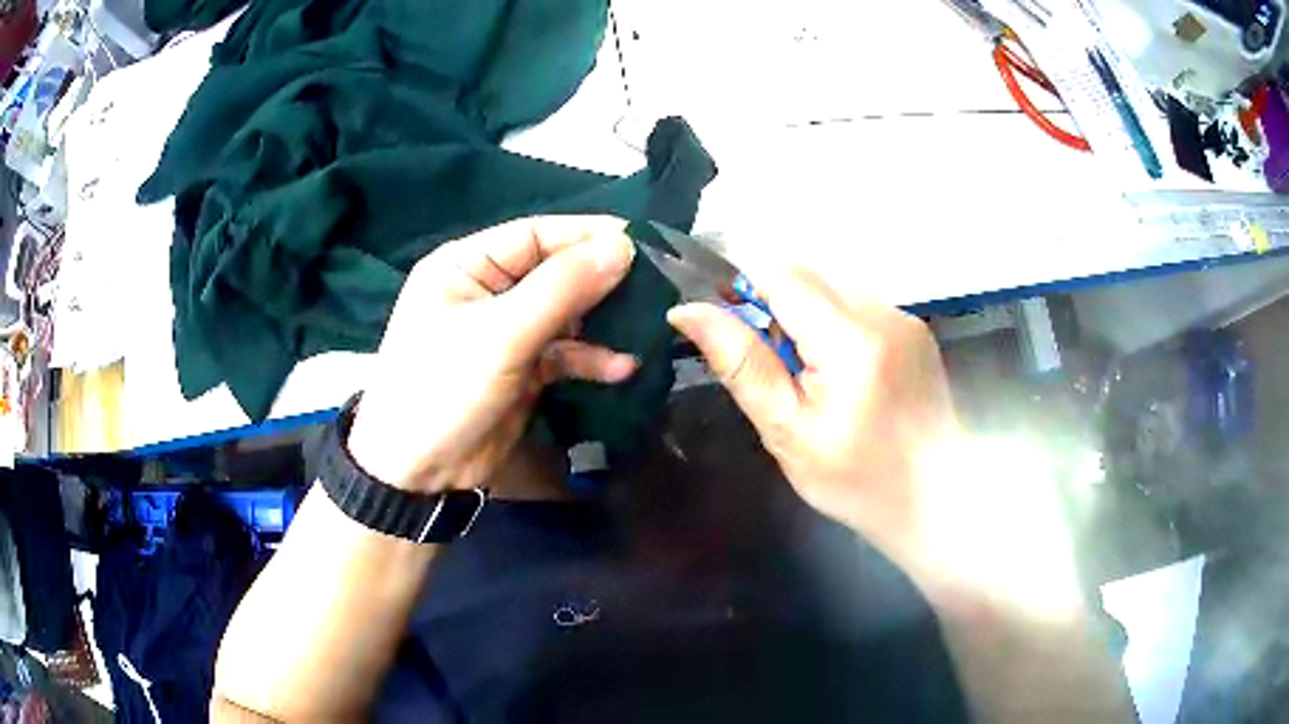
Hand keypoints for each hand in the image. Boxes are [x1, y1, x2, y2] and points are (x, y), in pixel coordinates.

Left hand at [348, 216, 638, 493]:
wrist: (419, 474)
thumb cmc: (445, 389)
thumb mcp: (501, 334)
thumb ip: (562, 287)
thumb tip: (622, 245)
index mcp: (467, 265)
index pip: (535, 234)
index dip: (587, 235)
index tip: (641, 242)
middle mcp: (488, 290)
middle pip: (555, 272)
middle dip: (601, 281)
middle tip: (654, 286)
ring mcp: (507, 331)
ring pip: (566, 313)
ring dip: (602, 323)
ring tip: (645, 328)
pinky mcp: (523, 369)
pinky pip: (564, 352)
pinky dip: (591, 358)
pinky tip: (622, 368)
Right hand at [667, 268, 958, 575]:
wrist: (933, 498)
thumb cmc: (856, 480)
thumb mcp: (787, 431)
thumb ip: (741, 363)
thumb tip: (688, 311)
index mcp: (852, 339)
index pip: (780, 274)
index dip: (741, 285)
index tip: (725, 321)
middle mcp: (884, 312)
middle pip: (807, 275)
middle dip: (773, 304)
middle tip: (770, 364)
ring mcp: (905, 317)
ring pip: (831, 287)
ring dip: (804, 315)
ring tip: (809, 375)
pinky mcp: (915, 328)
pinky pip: (858, 304)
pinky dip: (834, 325)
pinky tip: (842, 373)